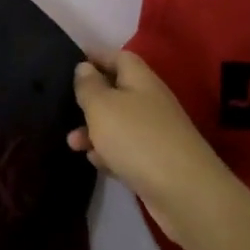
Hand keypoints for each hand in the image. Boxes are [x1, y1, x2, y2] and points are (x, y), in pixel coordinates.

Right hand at [69, 49, 242, 245]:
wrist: (184, 193)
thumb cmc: (137, 138)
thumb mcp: (102, 106)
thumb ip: (89, 85)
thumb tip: (84, 67)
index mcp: (140, 79)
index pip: (118, 57)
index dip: (95, 56)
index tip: (71, 61)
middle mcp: (150, 101)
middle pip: (117, 91)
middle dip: (90, 99)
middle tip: (65, 106)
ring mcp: (155, 133)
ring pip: (118, 123)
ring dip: (93, 130)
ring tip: (72, 143)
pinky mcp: (155, 162)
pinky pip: (125, 150)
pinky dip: (108, 153)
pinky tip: (94, 161)